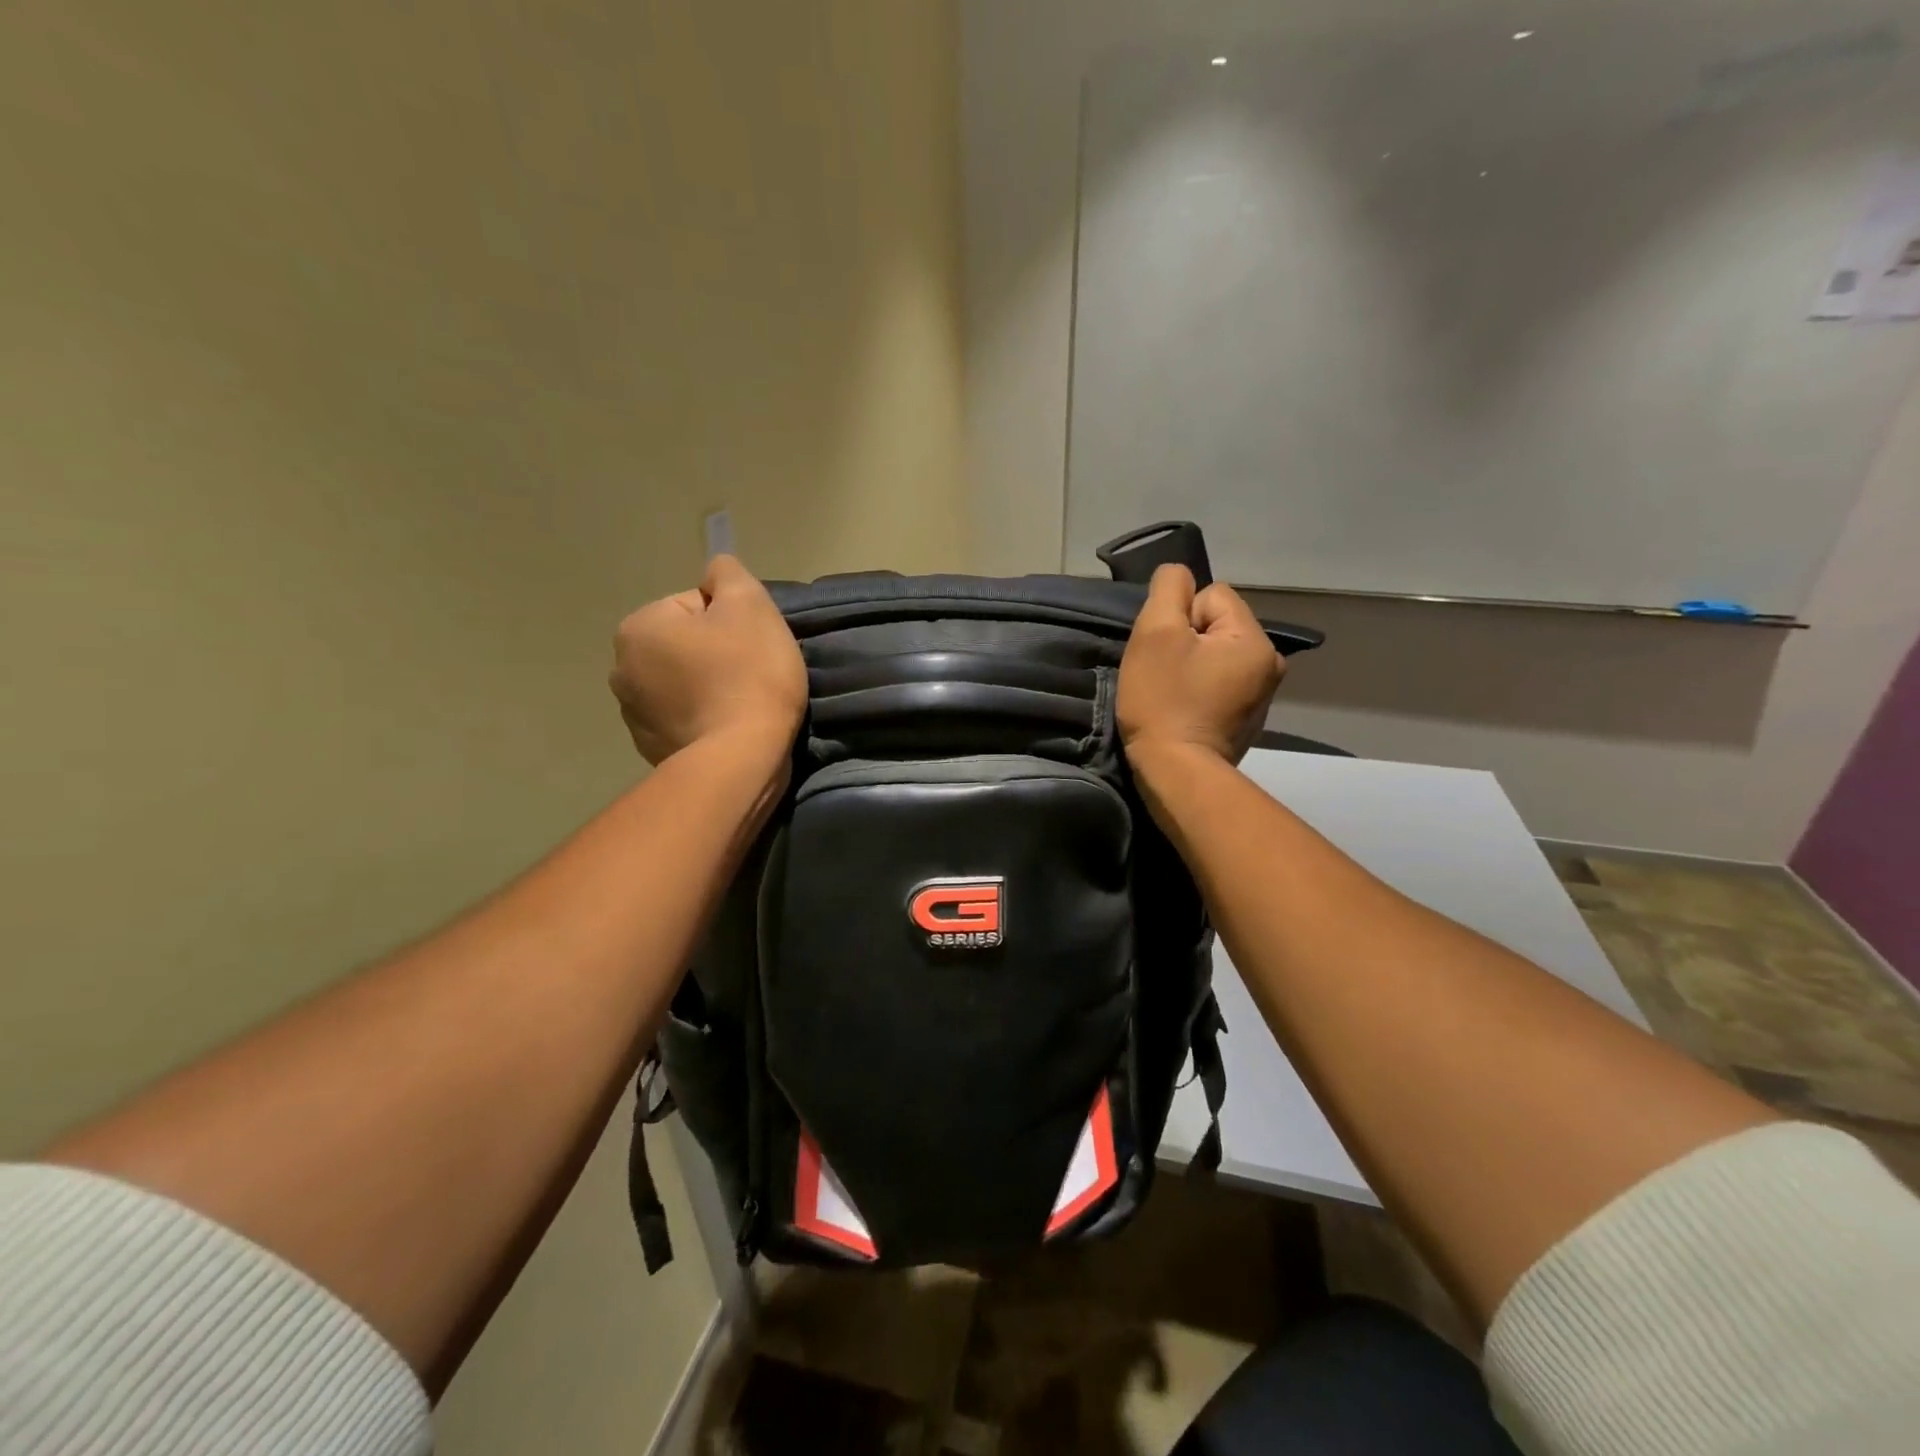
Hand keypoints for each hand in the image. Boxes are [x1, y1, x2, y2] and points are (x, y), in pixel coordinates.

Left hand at [610, 555, 807, 765]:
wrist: (742, 757)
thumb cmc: (748, 673)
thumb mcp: (750, 605)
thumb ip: (728, 573)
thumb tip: (715, 572)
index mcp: (639, 627)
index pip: (695, 606)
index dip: (733, 622)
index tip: (752, 647)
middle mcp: (621, 668)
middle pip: (684, 644)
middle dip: (715, 653)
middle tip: (750, 674)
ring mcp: (632, 714)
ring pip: (681, 682)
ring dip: (707, 686)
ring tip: (740, 704)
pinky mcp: (650, 749)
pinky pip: (681, 718)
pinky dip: (702, 719)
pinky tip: (726, 728)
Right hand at [1117, 565, 1284, 766]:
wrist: (1175, 773)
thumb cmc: (1163, 701)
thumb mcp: (1155, 633)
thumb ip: (1168, 590)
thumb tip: (1178, 573)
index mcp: (1256, 639)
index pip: (1211, 596)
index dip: (1179, 617)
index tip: (1165, 652)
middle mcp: (1270, 663)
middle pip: (1215, 626)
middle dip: (1186, 642)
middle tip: (1163, 674)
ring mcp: (1262, 695)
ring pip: (1215, 655)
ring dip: (1191, 666)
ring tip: (1171, 694)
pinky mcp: (1247, 720)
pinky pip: (1219, 684)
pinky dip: (1199, 692)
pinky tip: (1183, 711)